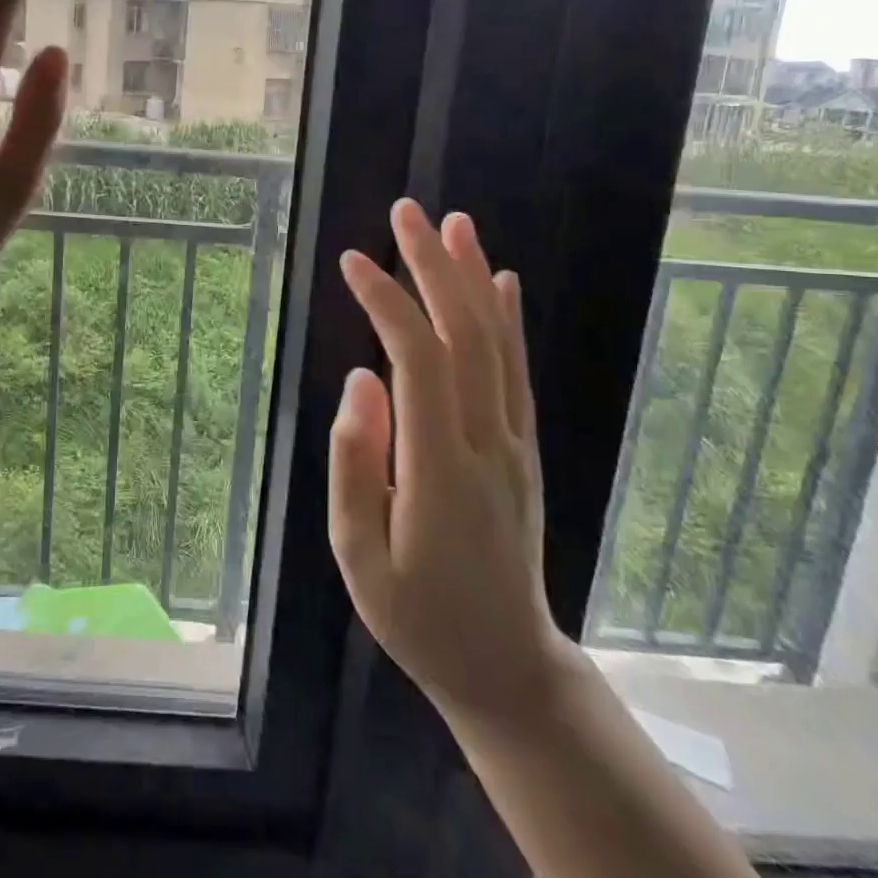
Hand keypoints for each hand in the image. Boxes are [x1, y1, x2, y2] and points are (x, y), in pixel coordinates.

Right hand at [329, 199, 568, 724]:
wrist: (505, 665)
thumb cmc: (417, 615)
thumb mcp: (359, 555)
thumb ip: (356, 462)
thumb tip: (361, 379)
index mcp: (440, 467)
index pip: (417, 360)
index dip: (387, 303)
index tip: (353, 261)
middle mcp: (487, 441)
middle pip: (465, 335)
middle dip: (434, 267)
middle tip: (406, 213)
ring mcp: (514, 442)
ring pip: (498, 344)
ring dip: (473, 278)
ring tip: (454, 223)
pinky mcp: (524, 448)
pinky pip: (518, 373)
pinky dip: (509, 320)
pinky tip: (500, 281)